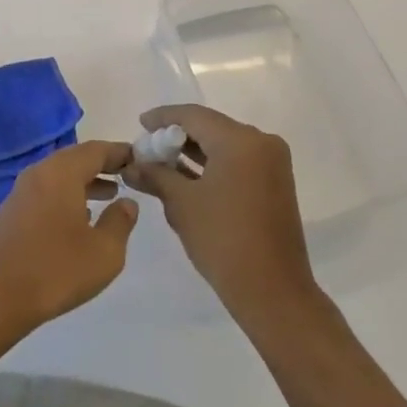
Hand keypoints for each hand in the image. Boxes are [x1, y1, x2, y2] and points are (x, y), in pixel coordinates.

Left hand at [0, 141, 138, 339]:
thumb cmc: (56, 270)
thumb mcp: (104, 252)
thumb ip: (120, 222)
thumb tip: (126, 202)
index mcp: (61, 173)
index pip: (95, 150)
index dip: (119, 152)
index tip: (139, 157)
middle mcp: (39, 173)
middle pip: (75, 159)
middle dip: (102, 165)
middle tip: (127, 174)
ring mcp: (21, 192)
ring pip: (59, 177)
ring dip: (85, 182)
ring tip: (110, 195)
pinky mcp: (11, 213)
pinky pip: (46, 192)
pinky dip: (67, 196)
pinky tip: (79, 219)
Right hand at [123, 104, 317, 326]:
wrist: (272, 291)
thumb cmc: (222, 239)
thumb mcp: (181, 203)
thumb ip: (155, 175)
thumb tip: (130, 165)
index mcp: (241, 140)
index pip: (194, 116)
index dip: (163, 117)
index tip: (140, 123)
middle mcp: (262, 143)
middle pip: (211, 127)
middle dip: (177, 136)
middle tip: (147, 147)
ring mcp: (272, 164)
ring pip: (224, 145)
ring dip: (193, 152)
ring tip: (160, 162)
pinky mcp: (275, 183)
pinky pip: (238, 162)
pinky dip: (212, 165)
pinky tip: (186, 176)